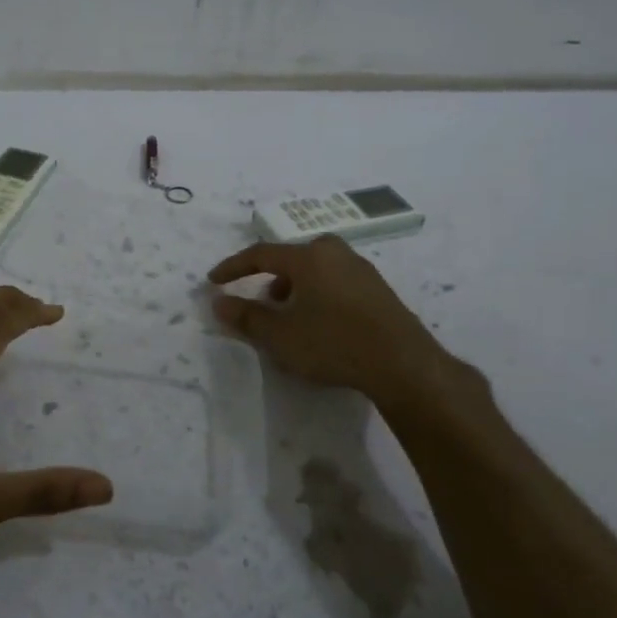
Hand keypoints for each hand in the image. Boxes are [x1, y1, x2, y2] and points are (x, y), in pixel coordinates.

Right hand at [208, 236, 466, 409]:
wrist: (402, 363)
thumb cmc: (332, 343)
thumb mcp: (280, 335)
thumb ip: (246, 316)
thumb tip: (219, 302)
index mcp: (308, 257)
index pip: (260, 254)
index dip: (234, 268)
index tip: (214, 281)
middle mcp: (335, 253)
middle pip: (292, 257)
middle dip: (270, 277)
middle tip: (261, 301)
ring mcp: (361, 270)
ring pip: (316, 270)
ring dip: (296, 288)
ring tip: (290, 318)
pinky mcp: (378, 290)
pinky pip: (336, 282)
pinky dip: (318, 295)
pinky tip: (321, 324)